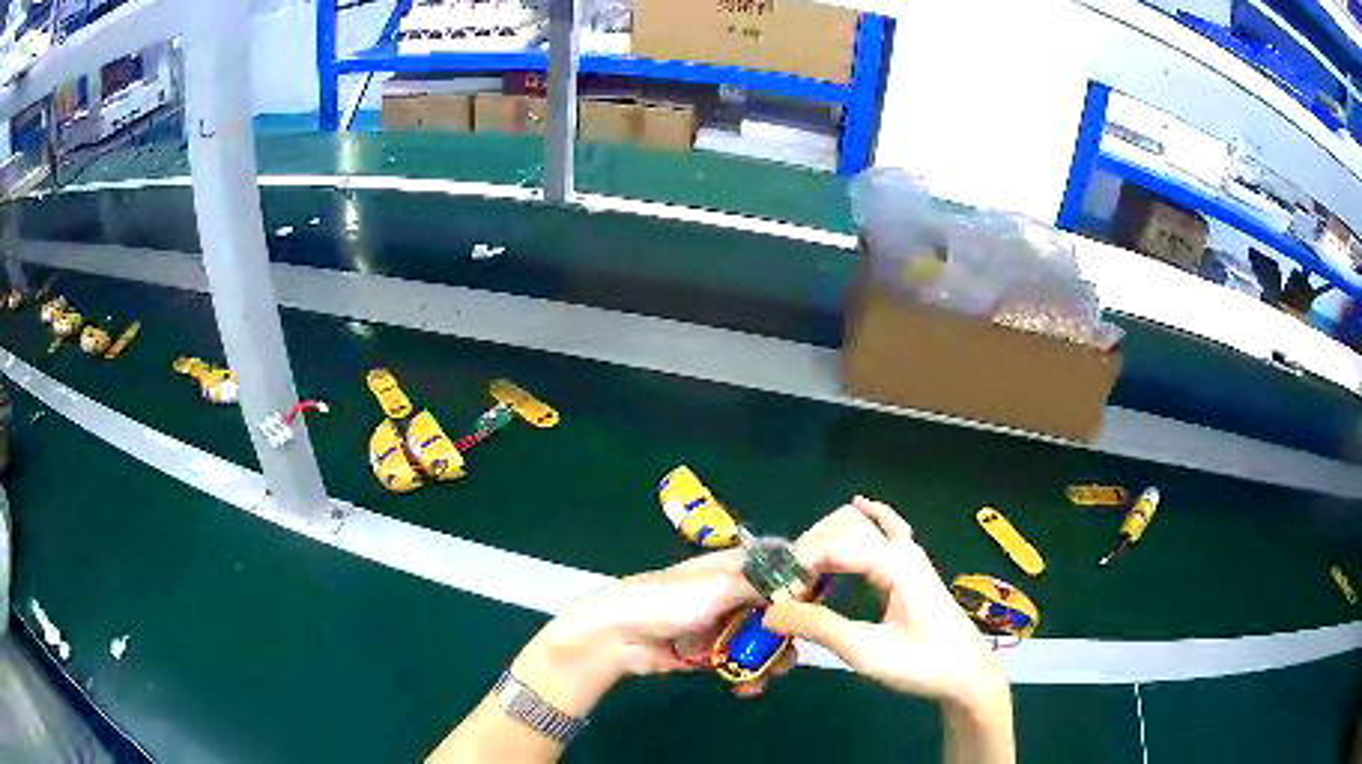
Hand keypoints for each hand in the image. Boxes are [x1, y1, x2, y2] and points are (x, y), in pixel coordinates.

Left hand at [510, 549, 782, 715]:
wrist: (616, 637)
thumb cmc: (665, 602)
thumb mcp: (715, 587)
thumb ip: (759, 582)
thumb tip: (804, 572)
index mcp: (734, 568)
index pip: (780, 566)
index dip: (801, 581)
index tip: (818, 602)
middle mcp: (733, 594)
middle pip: (777, 609)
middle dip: (787, 632)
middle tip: (791, 652)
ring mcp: (722, 625)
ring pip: (761, 640)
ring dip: (769, 659)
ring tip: (769, 676)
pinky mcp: (710, 653)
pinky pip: (739, 663)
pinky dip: (748, 675)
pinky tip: (747, 687)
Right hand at [764, 497, 1009, 713]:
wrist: (967, 673)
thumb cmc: (922, 665)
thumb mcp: (868, 653)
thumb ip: (820, 628)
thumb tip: (771, 612)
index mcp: (896, 566)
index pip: (836, 545)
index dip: (800, 562)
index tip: (774, 591)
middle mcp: (903, 550)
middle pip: (846, 526)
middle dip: (810, 547)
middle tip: (785, 585)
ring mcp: (912, 555)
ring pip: (865, 523)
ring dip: (830, 537)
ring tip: (803, 570)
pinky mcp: (914, 565)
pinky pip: (887, 527)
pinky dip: (867, 517)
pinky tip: (858, 506)